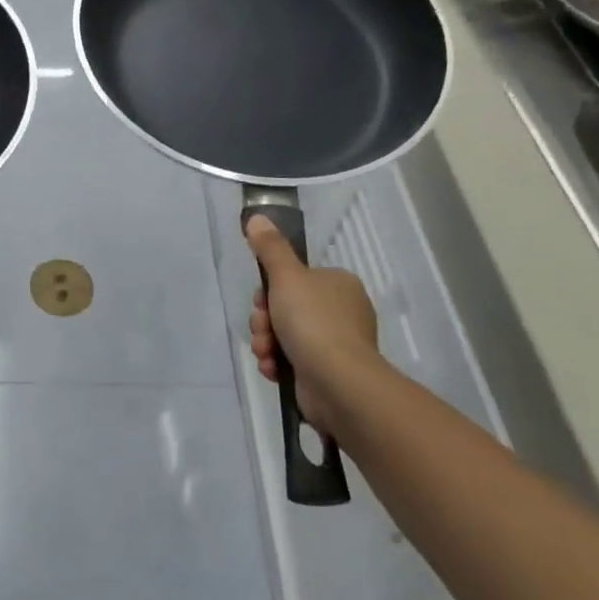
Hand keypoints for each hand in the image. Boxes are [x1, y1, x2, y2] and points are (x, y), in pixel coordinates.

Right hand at [245, 216, 381, 435]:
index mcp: (338, 284)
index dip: (269, 289)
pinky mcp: (328, 373)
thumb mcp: (286, 276)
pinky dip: (278, 363)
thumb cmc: (313, 321)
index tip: (261, 300)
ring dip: (267, 342)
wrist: (338, 383)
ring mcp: (337, 344)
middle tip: (263, 329)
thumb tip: (257, 216)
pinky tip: (273, 369)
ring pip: (285, 335)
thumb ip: (270, 247)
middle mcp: (342, 311)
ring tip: (266, 353)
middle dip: (265, 320)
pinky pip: (293, 360)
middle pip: (286, 307)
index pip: (294, 279)